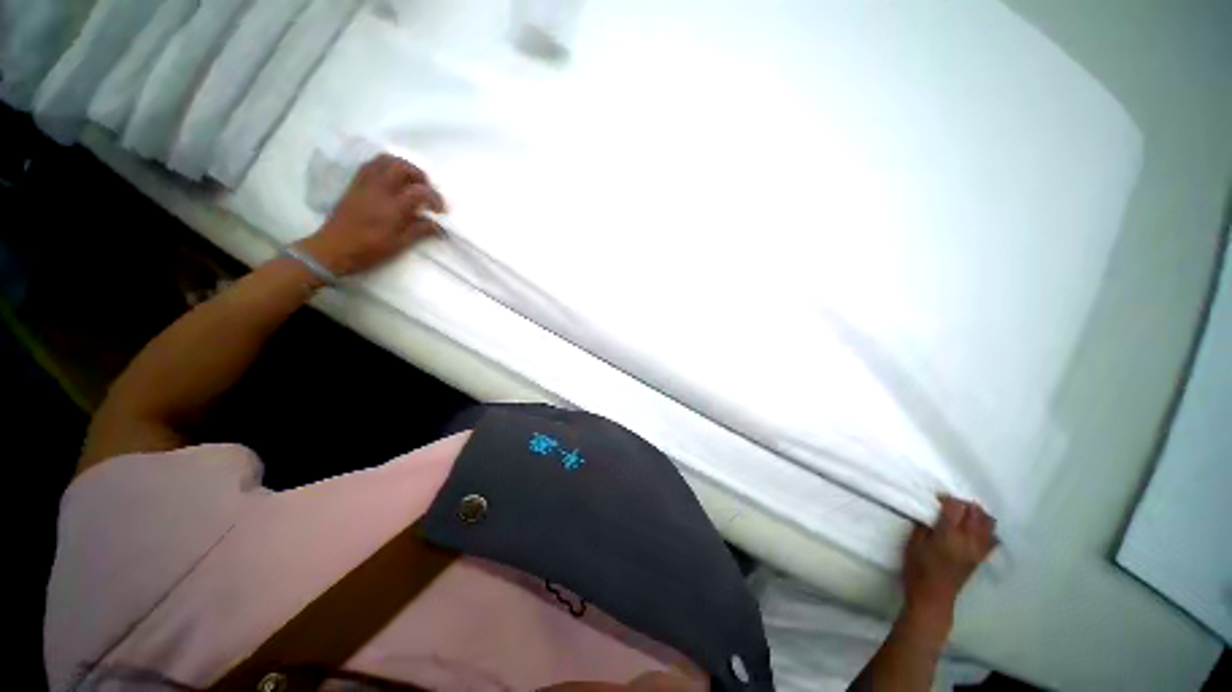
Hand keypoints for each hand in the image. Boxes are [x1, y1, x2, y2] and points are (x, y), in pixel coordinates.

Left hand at [298, 154, 445, 276]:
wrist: (332, 249)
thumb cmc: (368, 251)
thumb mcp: (399, 245)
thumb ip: (420, 231)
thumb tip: (438, 225)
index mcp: (392, 208)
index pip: (419, 191)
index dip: (435, 198)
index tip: (440, 211)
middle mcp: (378, 190)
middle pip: (402, 167)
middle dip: (419, 176)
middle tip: (426, 190)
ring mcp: (364, 185)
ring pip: (384, 160)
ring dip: (402, 167)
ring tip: (410, 182)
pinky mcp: (355, 185)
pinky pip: (371, 165)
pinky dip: (386, 167)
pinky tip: (392, 181)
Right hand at [902, 496, 995, 617]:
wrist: (933, 597)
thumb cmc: (917, 569)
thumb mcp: (913, 544)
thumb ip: (924, 526)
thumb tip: (931, 513)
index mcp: (948, 535)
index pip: (956, 507)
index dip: (947, 498)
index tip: (937, 499)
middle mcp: (968, 540)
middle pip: (975, 512)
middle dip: (964, 504)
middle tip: (951, 505)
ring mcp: (978, 550)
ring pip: (988, 523)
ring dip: (978, 515)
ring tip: (965, 515)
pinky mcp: (981, 558)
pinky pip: (993, 539)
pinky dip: (987, 530)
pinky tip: (976, 530)